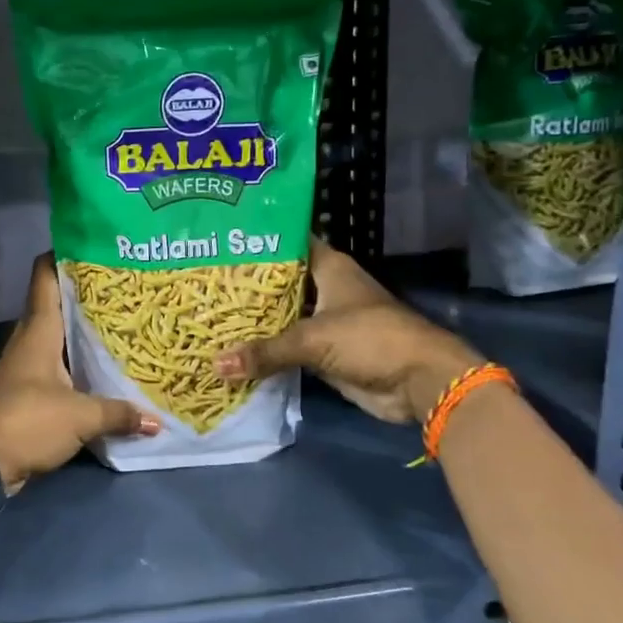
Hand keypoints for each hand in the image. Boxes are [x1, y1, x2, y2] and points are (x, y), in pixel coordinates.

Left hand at [0, 254, 158, 490]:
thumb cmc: (28, 421)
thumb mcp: (80, 416)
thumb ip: (118, 414)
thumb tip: (157, 421)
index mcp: (38, 331)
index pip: (44, 278)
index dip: (62, 255)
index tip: (91, 244)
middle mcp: (29, 341)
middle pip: (55, 305)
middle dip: (84, 294)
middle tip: (121, 286)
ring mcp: (25, 367)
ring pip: (56, 337)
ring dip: (80, 331)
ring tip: (119, 323)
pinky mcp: (26, 393)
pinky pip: (56, 367)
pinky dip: (76, 364)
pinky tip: (100, 370)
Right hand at [213, 239, 484, 424]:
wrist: (418, 382)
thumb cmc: (370, 338)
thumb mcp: (313, 339)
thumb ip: (265, 351)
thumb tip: (215, 364)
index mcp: (329, 267)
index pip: (288, 243)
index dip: (258, 241)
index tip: (221, 240)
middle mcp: (326, 288)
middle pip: (280, 281)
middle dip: (247, 284)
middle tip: (204, 280)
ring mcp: (325, 321)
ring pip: (283, 315)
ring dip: (255, 319)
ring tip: (210, 312)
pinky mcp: (325, 351)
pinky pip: (288, 346)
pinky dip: (267, 348)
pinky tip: (234, 347)